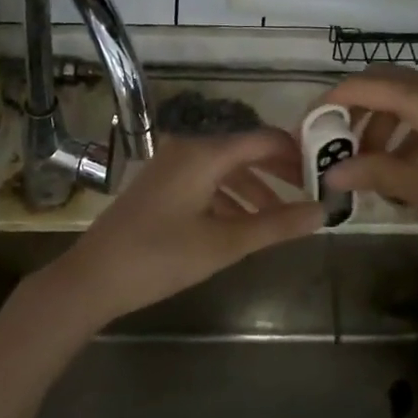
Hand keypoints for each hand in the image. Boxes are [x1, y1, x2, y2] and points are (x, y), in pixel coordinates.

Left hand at [40, 128, 322, 330]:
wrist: (93, 277)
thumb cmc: (161, 257)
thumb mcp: (224, 244)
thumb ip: (276, 225)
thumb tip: (323, 213)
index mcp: (205, 152)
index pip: (263, 139)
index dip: (296, 154)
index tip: (324, 174)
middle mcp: (188, 148)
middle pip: (245, 151)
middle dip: (278, 172)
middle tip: (310, 195)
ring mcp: (171, 165)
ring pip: (225, 169)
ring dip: (254, 189)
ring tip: (281, 218)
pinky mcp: (161, 184)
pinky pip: (206, 181)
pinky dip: (229, 198)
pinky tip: (243, 225)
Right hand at [321, 68, 417, 290]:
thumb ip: (379, 173)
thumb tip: (330, 172)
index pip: (369, 85)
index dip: (333, 100)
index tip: (307, 125)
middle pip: (388, 84)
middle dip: (356, 111)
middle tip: (334, 146)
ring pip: (409, 100)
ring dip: (382, 125)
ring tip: (368, 165)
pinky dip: (409, 134)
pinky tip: (404, 170)